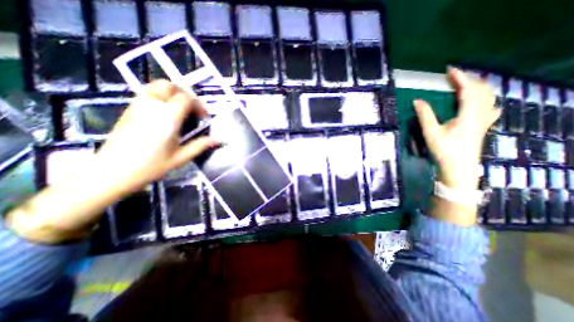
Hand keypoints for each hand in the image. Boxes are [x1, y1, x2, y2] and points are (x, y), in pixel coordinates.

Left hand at [92, 80, 217, 195]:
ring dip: (172, 93)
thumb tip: (217, 140)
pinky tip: (166, 113)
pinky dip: (161, 97)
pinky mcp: (129, 109)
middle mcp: (152, 107)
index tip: (204, 118)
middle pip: (169, 86)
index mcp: (167, 118)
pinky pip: (148, 94)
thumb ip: (200, 145)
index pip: (186, 98)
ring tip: (181, 109)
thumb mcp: (181, 158)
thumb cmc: (150, 166)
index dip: (198, 105)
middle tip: (193, 109)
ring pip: (156, 87)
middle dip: (185, 94)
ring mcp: (138, 106)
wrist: (111, 172)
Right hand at [413, 68, 502, 190]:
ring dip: (478, 87)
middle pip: (482, 90)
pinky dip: (487, 100)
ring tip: (465, 84)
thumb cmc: (444, 150)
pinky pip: (490, 108)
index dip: (460, 78)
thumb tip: (417, 101)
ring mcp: (484, 120)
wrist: (459, 168)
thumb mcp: (431, 133)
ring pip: (488, 97)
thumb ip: (425, 115)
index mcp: (468, 114)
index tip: (450, 70)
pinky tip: (485, 103)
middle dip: (469, 79)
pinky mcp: (483, 126)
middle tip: (454, 76)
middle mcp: (481, 114)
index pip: (468, 90)